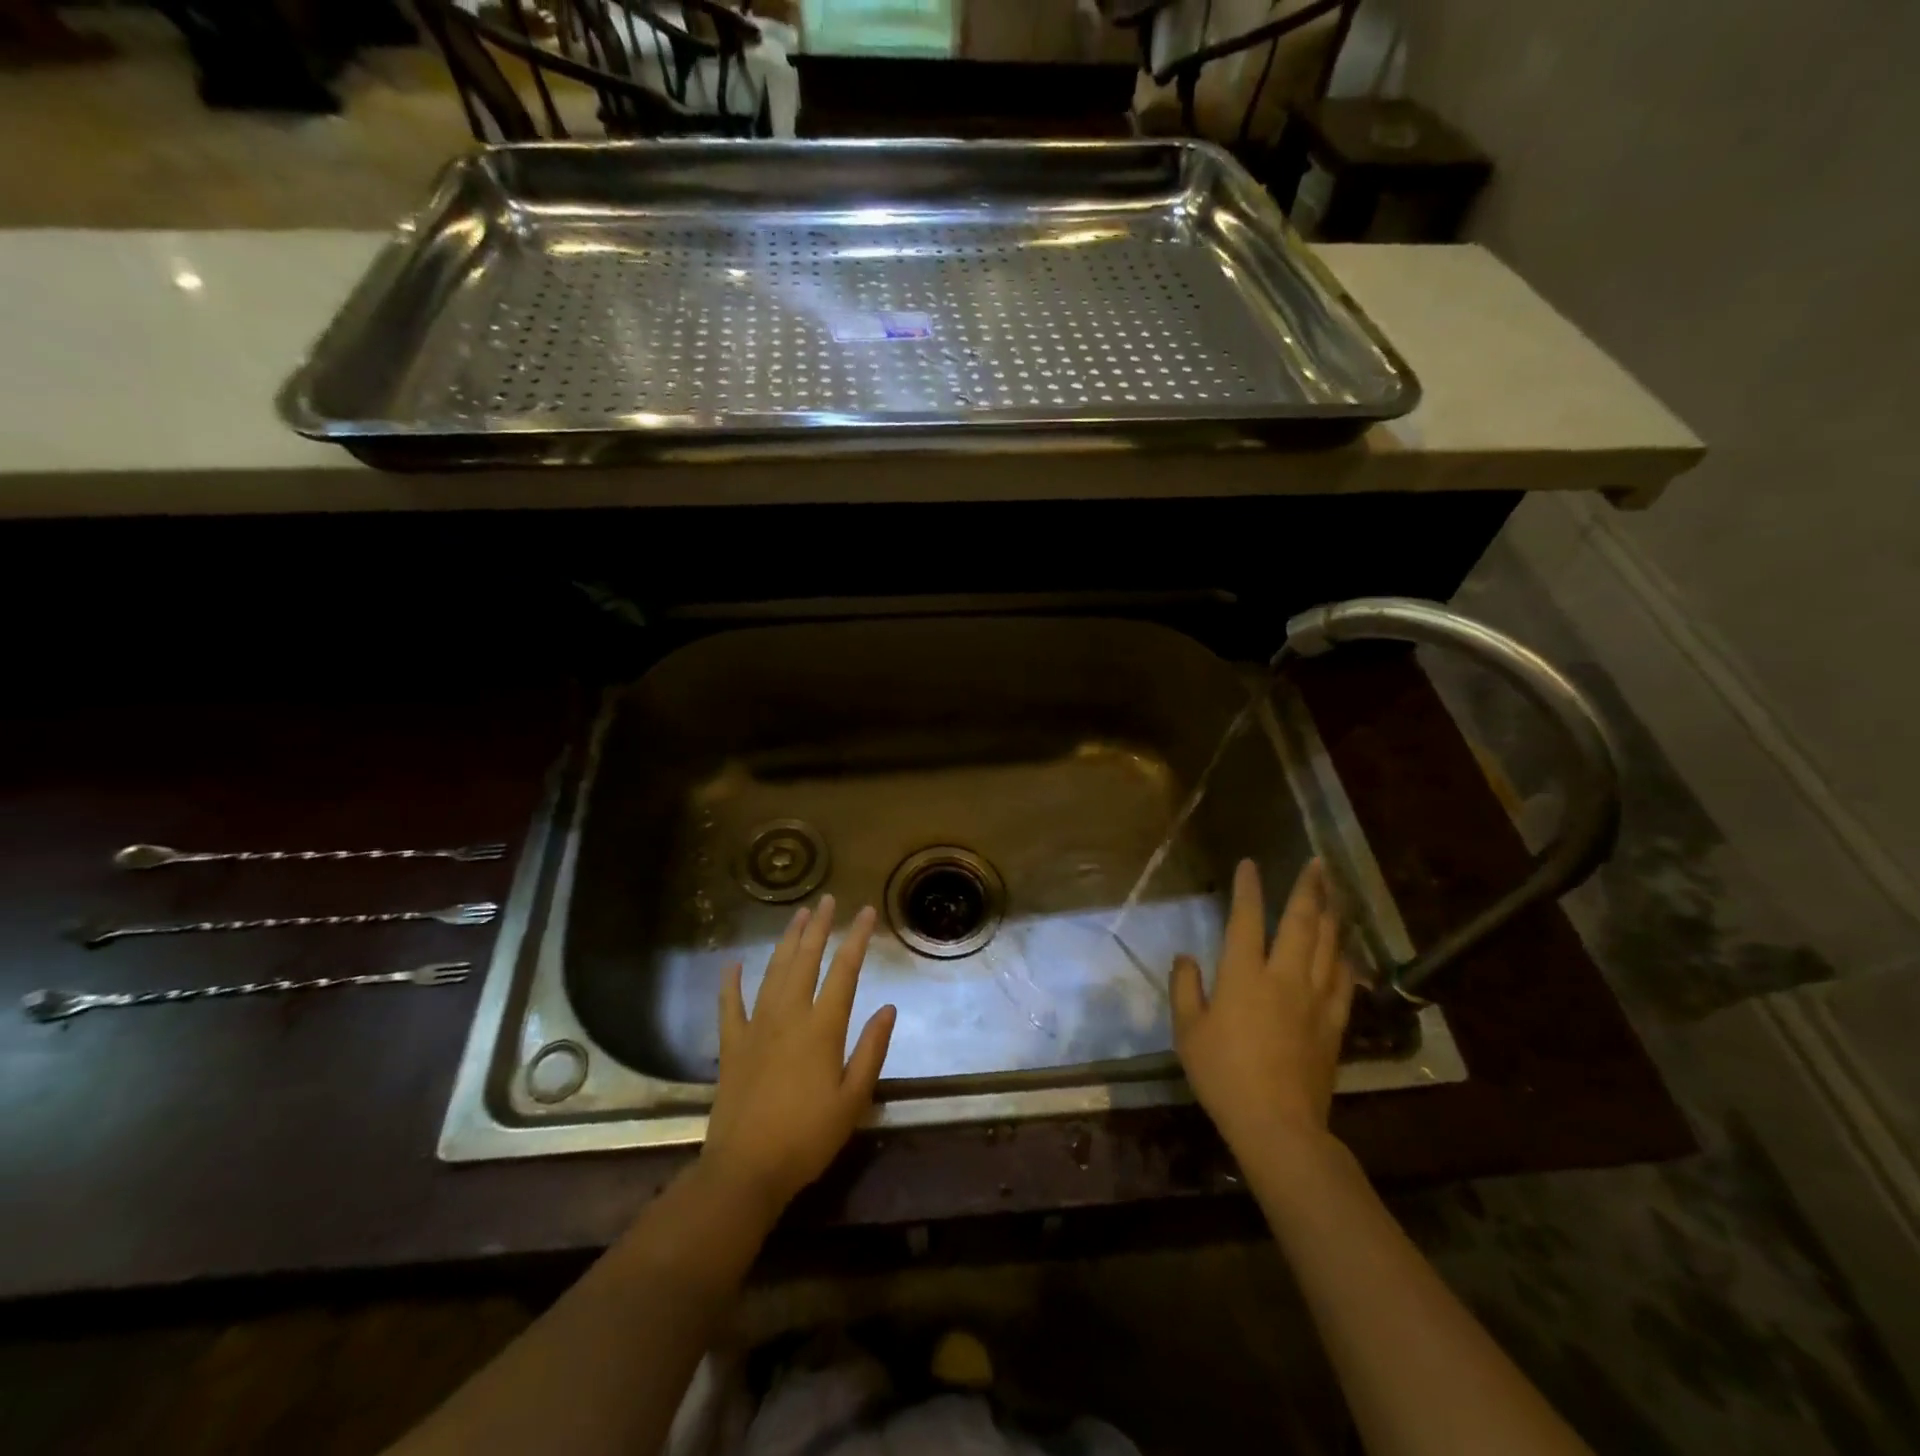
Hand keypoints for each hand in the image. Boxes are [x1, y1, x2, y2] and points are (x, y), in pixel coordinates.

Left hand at [701, 895, 896, 1219]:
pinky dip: (731, 982)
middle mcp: (789, 1016)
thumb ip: (871, 1050)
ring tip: (798, 916)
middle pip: (805, 960)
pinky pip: (730, 1005)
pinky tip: (734, 963)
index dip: (856, 939)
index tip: (866, 912)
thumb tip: (889, 1007)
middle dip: (819, 927)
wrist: (746, 1169)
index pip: (844, 971)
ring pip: (773, 972)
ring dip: (786, 941)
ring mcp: (756, 1027)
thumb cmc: (808, 1137)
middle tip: (827, 900)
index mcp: (822, 1028)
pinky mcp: (731, 1045)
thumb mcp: (853, 1099)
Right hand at [1171, 859, 1352, 1153]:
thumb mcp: (1187, 1031)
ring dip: (1331, 915)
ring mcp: (1314, 999)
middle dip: (1308, 889)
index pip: (1246, 919)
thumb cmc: (1223, 1074)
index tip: (1249, 864)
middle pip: (1301, 923)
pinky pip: (1344, 982)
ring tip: (1334, 893)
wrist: (1277, 1124)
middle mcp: (1283, 977)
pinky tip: (1346, 950)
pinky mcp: (1333, 1024)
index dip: (1248, 889)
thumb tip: (1186, 957)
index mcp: (1243, 975)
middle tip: (1317, 864)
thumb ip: (1185, 989)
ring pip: (1329, 946)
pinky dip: (1345, 959)